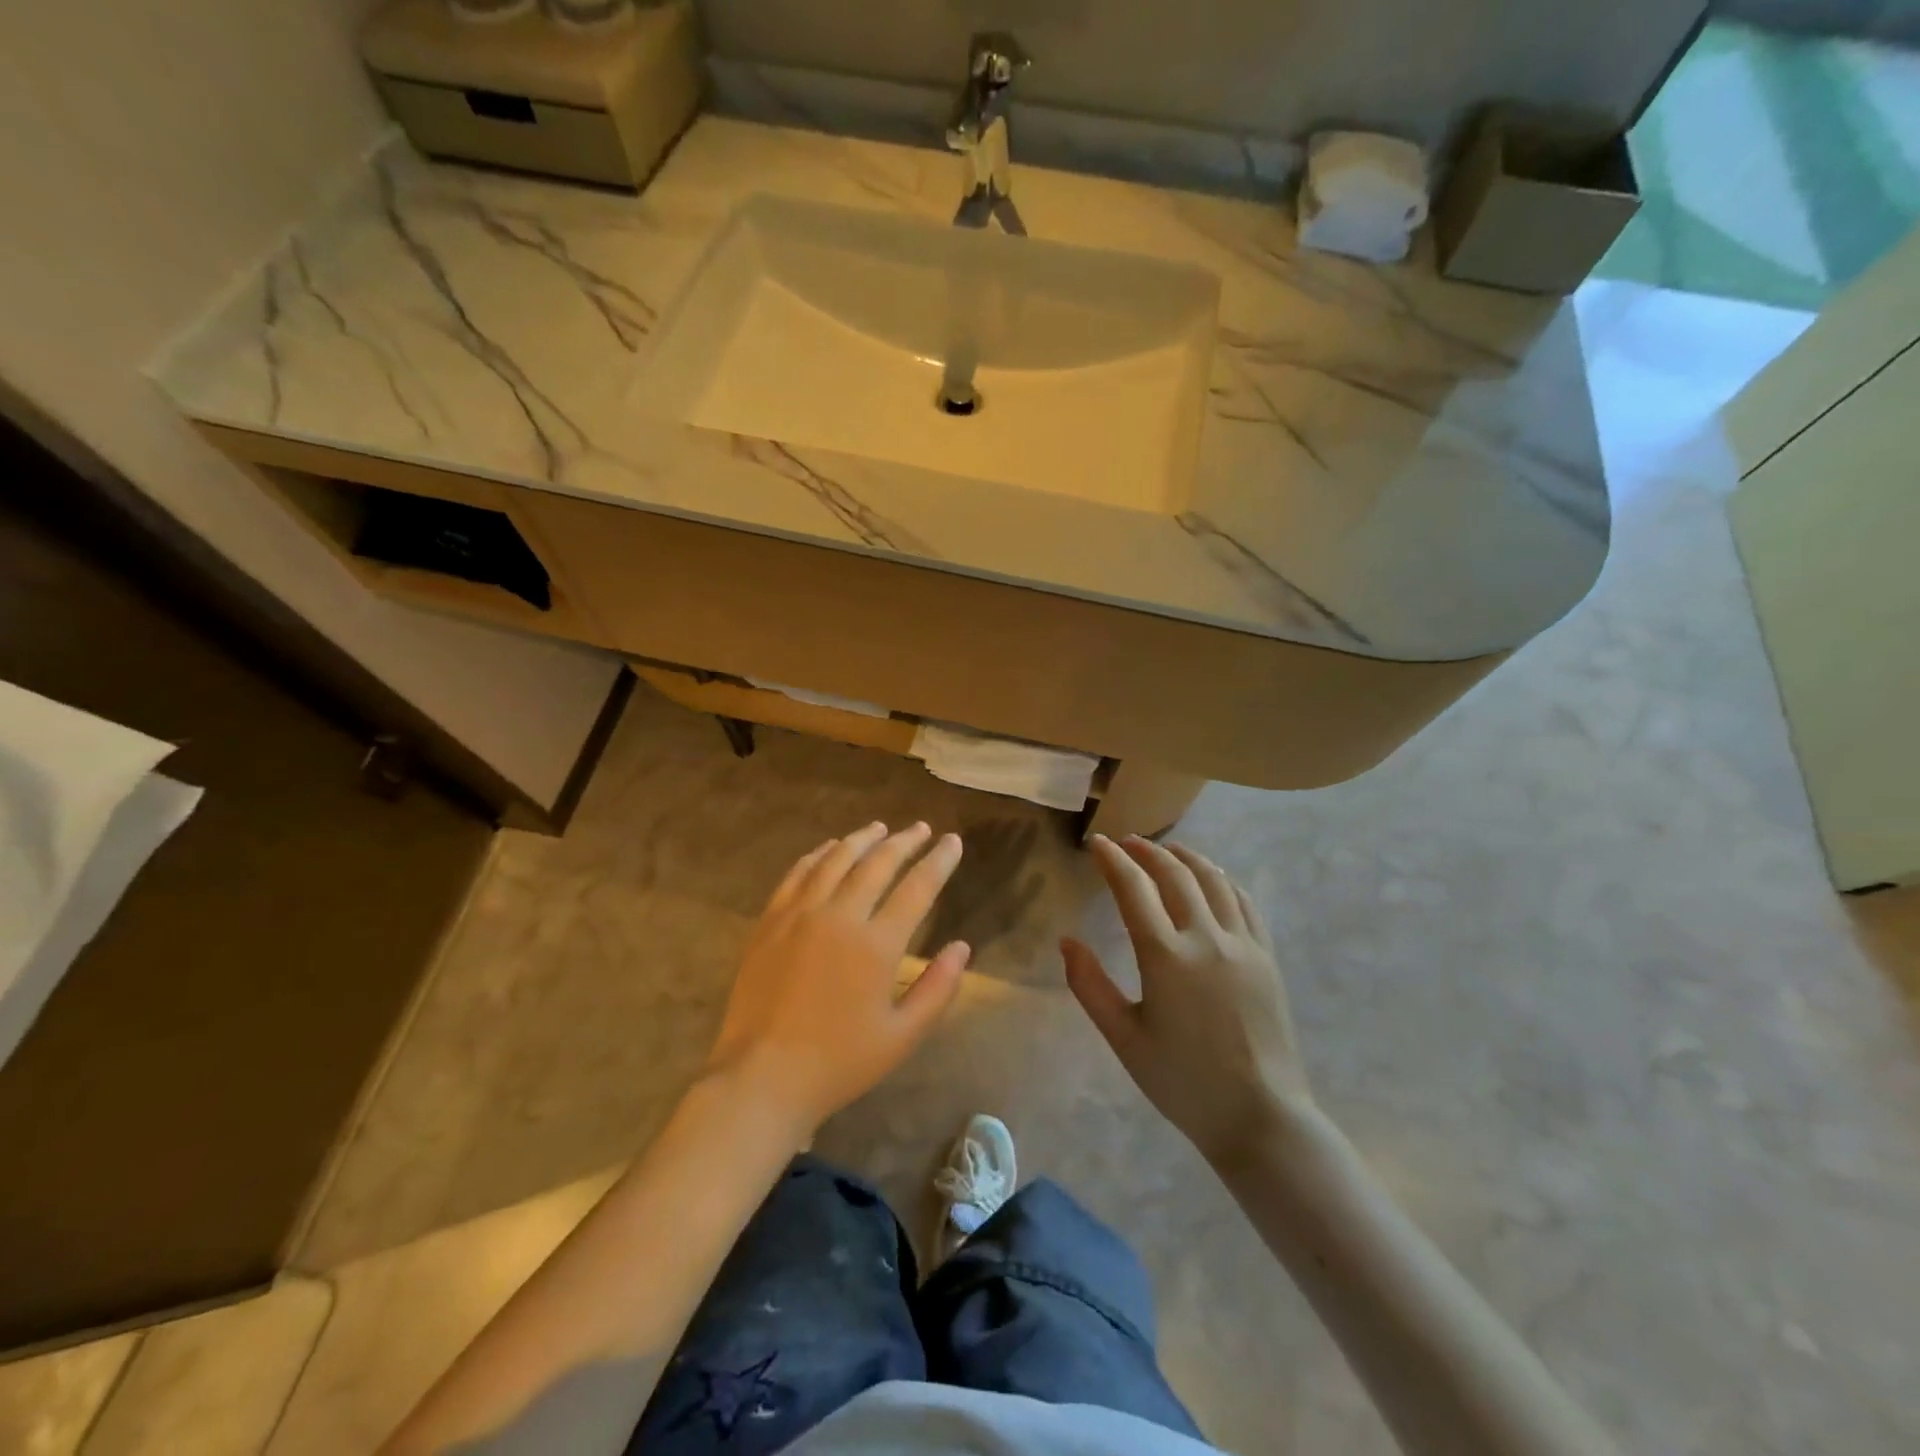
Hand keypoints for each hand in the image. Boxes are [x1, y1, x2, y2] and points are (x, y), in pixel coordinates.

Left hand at [707, 822, 969, 1133]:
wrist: (762, 1077)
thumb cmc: (839, 1062)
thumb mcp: (902, 1037)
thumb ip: (937, 989)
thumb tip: (962, 948)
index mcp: (877, 944)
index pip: (917, 888)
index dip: (939, 861)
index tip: (952, 842)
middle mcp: (840, 916)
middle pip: (877, 863)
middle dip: (904, 842)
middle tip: (921, 828)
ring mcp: (800, 914)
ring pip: (836, 859)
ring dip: (862, 839)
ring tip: (879, 828)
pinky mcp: (770, 921)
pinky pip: (798, 874)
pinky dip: (818, 854)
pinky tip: (829, 848)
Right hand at [1065, 835, 1313, 1167]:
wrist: (1259, 1116)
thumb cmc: (1183, 1082)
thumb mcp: (1123, 1038)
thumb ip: (1089, 985)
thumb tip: (1067, 941)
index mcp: (1166, 956)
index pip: (1133, 888)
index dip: (1113, 860)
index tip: (1098, 844)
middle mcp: (1206, 938)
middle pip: (1174, 874)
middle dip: (1147, 852)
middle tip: (1128, 843)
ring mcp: (1243, 944)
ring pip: (1214, 880)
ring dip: (1187, 858)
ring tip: (1168, 850)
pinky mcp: (1267, 957)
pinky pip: (1245, 903)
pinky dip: (1223, 881)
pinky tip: (1214, 880)